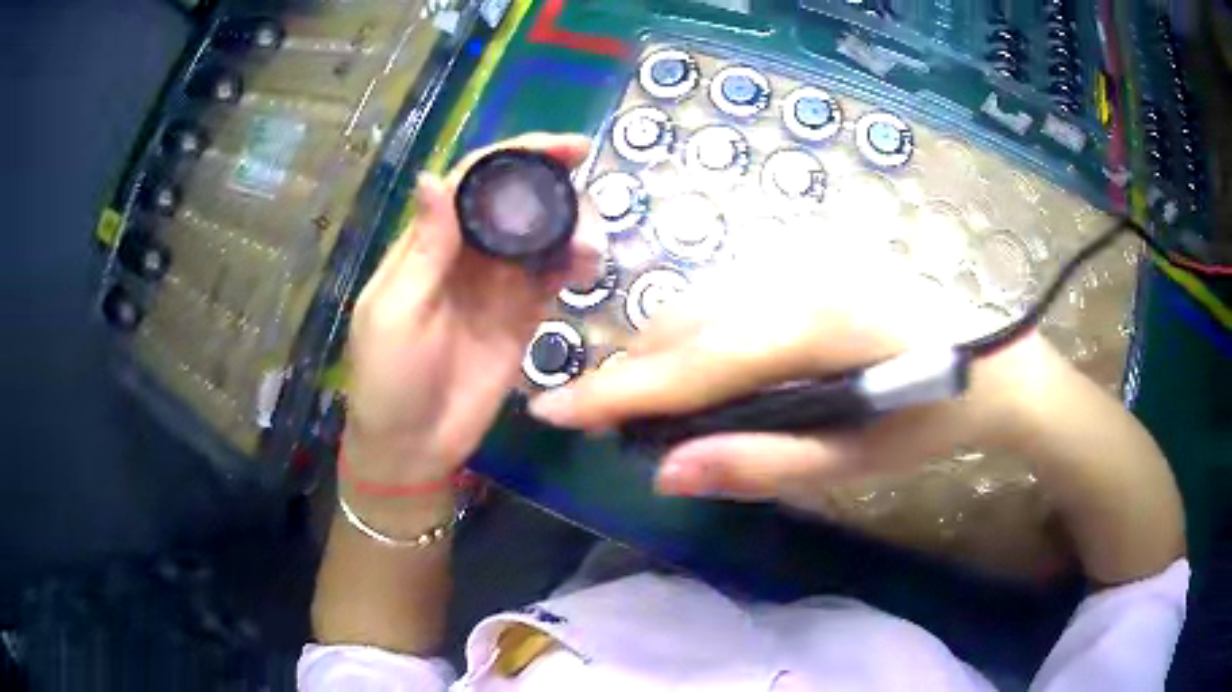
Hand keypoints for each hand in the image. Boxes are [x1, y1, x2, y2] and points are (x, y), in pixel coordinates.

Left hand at [343, 133, 602, 495]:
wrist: (413, 446)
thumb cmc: (389, 380)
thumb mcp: (395, 312)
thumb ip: (423, 249)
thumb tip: (433, 176)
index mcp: (428, 245)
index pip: (472, 182)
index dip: (515, 156)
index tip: (564, 147)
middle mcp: (466, 256)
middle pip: (514, 202)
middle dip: (554, 187)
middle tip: (590, 196)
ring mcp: (496, 287)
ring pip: (539, 237)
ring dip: (571, 227)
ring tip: (592, 242)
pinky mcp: (521, 318)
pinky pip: (551, 279)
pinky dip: (573, 265)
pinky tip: (588, 266)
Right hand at [529, 247, 1071, 500]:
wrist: (1001, 361)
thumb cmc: (937, 418)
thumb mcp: (857, 460)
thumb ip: (761, 462)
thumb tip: (666, 470)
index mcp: (816, 322)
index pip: (691, 361)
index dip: (614, 390)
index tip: (549, 410)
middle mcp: (798, 272)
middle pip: (685, 324)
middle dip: (629, 374)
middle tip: (592, 419)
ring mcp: (805, 258)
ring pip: (700, 305)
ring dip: (659, 354)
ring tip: (636, 403)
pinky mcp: (811, 260)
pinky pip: (727, 296)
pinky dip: (695, 334)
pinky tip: (694, 368)